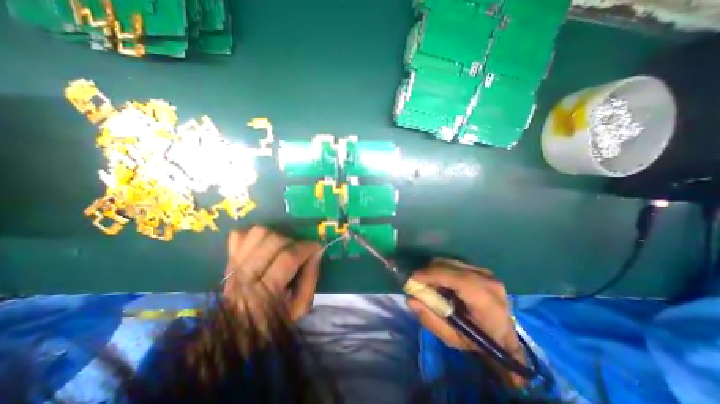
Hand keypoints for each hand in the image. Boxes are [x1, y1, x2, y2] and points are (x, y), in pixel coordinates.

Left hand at [225, 227, 320, 321]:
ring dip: (275, 235)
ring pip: (257, 233)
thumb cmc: (274, 321)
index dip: (306, 248)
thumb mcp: (300, 307)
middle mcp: (248, 275)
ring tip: (282, 246)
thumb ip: (310, 278)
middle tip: (298, 250)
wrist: (238, 332)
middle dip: (292, 241)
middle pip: (273, 242)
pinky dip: (252, 235)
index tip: (316, 247)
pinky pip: (238, 234)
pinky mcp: (229, 260)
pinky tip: (262, 244)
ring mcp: (235, 265)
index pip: (288, 258)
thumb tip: (316, 253)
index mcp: (266, 292)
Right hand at [407, 257, 526, 386]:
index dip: (433, 275)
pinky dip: (443, 270)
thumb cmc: (478, 342)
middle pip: (450, 266)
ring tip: (431, 285)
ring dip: (435, 271)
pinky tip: (443, 283)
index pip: (457, 279)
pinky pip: (454, 263)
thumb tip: (410, 299)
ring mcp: (486, 272)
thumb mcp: (452, 338)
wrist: (504, 338)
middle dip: (429, 272)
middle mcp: (488, 281)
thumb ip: (430, 319)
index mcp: (486, 301)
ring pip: (450, 262)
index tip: (413, 278)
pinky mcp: (481, 269)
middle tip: (419, 284)